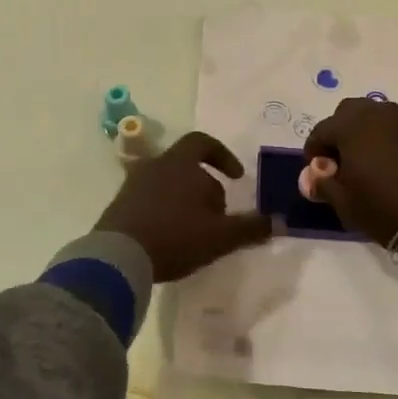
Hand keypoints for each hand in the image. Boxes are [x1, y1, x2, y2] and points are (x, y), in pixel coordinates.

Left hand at [95, 132, 272, 280]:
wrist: (118, 256)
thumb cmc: (174, 236)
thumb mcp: (219, 236)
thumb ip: (250, 228)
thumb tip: (279, 221)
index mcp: (180, 163)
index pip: (203, 142)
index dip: (222, 156)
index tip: (235, 177)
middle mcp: (155, 165)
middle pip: (186, 166)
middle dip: (206, 186)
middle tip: (218, 215)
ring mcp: (133, 184)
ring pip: (167, 183)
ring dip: (185, 201)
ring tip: (195, 229)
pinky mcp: (119, 204)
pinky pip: (149, 200)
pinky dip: (164, 211)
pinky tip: (170, 238)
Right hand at [303, 97, 397, 252]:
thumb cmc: (382, 207)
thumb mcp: (344, 201)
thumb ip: (322, 184)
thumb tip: (312, 176)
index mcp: (350, 125)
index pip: (320, 132)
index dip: (313, 154)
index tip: (316, 176)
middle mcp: (374, 113)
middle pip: (345, 113)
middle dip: (336, 134)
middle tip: (338, 164)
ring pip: (369, 116)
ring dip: (359, 133)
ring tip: (360, 164)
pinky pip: (388, 127)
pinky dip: (379, 138)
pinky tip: (381, 165)